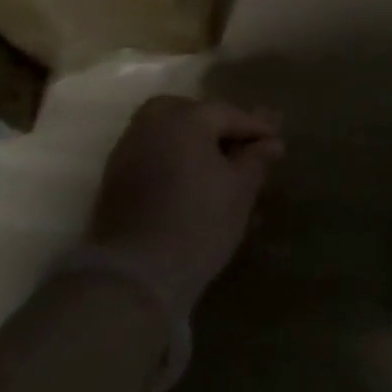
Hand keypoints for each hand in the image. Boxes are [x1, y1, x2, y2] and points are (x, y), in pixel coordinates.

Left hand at [88, 95, 283, 319]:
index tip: (276, 144)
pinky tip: (196, 190)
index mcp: (184, 118)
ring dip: (198, 150)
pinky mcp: (115, 184)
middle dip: (220, 130)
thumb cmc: (198, 223)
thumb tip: (271, 143)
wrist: (134, 277)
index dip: (257, 129)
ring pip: (172, 139)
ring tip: (224, 175)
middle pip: (194, 117)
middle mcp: (152, 125)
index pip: (229, 113)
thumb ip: (256, 159)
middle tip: (244, 150)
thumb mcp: (240, 189)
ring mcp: (128, 153)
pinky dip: (177, 166)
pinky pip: (155, 160)